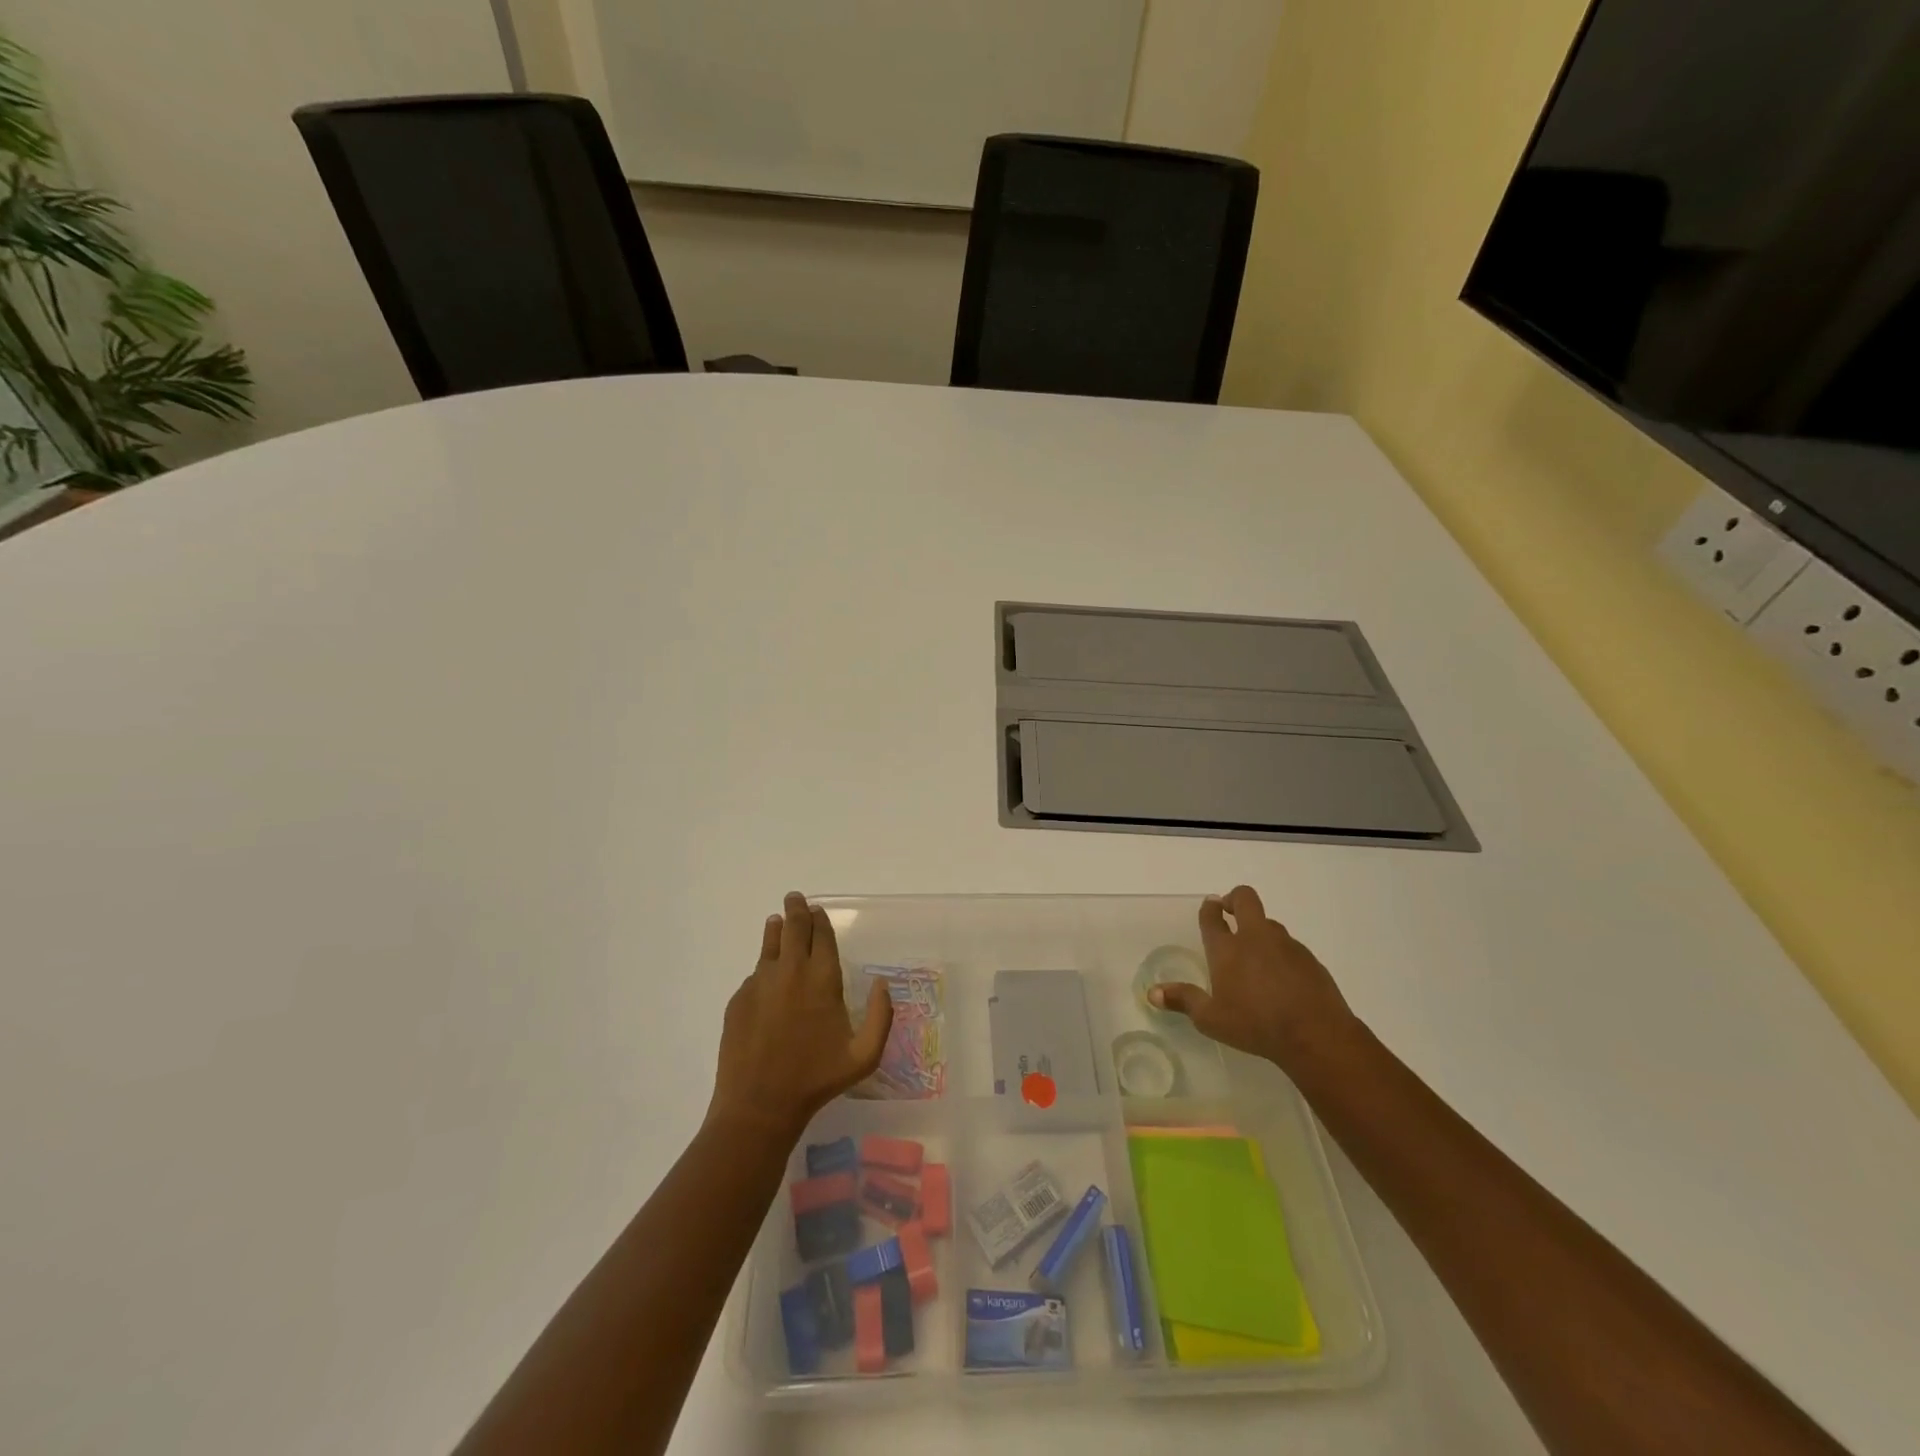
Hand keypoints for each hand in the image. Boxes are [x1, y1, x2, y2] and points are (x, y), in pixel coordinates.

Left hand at [708, 892, 893, 1143]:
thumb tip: (883, 984)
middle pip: (793, 928)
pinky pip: (755, 974)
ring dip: (776, 929)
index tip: (818, 910)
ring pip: (769, 945)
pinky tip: (767, 976)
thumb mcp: (864, 1055)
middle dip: (796, 910)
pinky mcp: (739, 999)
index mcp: (822, 979)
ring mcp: (760, 983)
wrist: (759, 1104)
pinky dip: (764, 968)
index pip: (821, 935)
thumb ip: (881, 1016)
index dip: (820, 920)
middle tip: (795, 899)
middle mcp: (790, 971)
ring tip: (776, 921)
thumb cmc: (817, 1079)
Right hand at [1148, 885, 1358, 1075]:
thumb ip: (1183, 1001)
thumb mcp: (1211, 1019)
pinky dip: (1281, 953)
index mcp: (1226, 948)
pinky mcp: (1309, 958)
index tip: (1209, 907)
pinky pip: (1289, 946)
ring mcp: (1285, 945)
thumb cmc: (1255, 1025)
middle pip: (1245, 898)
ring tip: (1255, 956)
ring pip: (1269, 922)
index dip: (1209, 908)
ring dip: (1258, 929)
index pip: (1212, 915)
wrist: (1315, 1035)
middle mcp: (1254, 937)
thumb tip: (1152, 993)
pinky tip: (1281, 978)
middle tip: (1230, 912)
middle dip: (1235, 898)